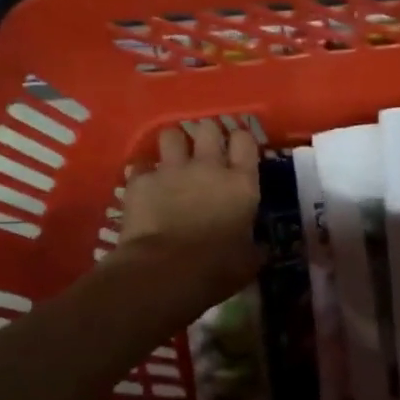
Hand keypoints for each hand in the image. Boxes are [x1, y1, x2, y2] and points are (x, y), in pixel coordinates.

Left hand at [116, 121, 261, 298]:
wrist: (165, 271)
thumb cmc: (216, 269)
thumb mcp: (248, 262)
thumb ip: (254, 248)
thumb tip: (259, 249)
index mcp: (241, 183)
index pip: (245, 140)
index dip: (240, 141)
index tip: (237, 151)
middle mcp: (208, 166)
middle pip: (208, 128)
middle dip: (206, 135)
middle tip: (204, 151)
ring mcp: (171, 170)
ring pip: (171, 135)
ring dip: (173, 145)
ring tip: (172, 160)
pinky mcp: (140, 181)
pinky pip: (141, 166)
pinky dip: (143, 175)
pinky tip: (144, 188)